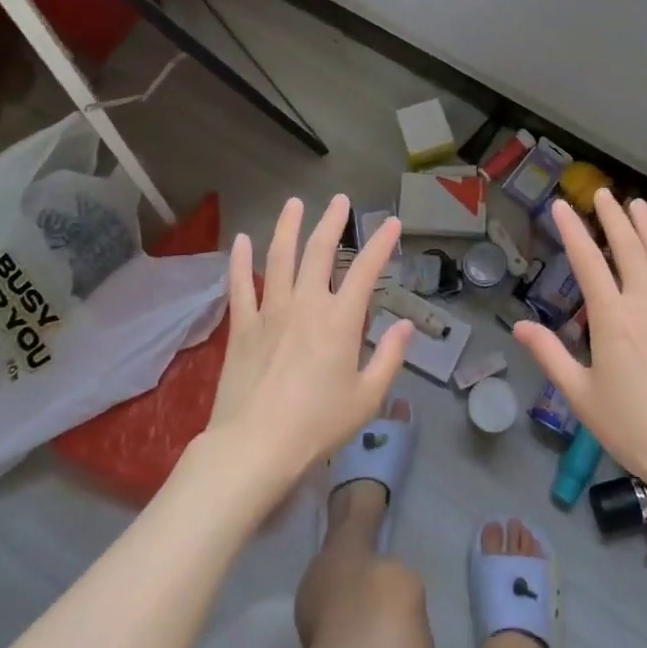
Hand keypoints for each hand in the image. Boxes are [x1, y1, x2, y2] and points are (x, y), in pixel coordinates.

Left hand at [205, 195, 411, 492]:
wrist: (255, 447)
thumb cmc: (318, 425)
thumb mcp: (367, 397)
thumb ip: (390, 357)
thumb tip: (406, 325)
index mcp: (340, 320)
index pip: (366, 270)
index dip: (381, 243)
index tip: (392, 223)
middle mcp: (306, 304)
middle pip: (319, 251)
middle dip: (332, 221)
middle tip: (340, 200)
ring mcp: (270, 311)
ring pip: (280, 257)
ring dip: (288, 226)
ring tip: (294, 203)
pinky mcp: (242, 326)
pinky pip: (240, 285)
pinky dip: (240, 261)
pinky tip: (242, 240)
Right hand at [515, 191, 646, 513]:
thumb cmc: (633, 428)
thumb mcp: (581, 396)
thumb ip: (550, 355)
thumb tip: (520, 326)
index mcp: (612, 317)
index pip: (587, 262)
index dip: (572, 230)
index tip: (561, 206)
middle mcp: (646, 303)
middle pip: (628, 248)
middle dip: (613, 218)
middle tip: (603, 194)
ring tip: (639, 205)